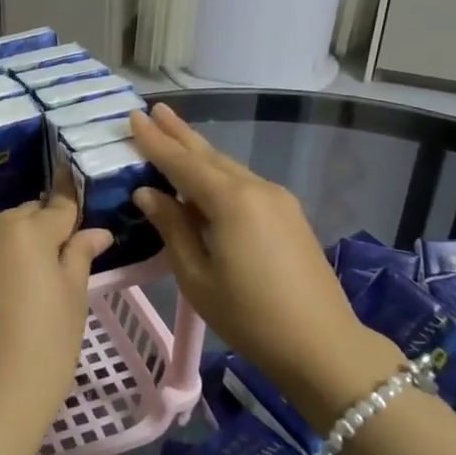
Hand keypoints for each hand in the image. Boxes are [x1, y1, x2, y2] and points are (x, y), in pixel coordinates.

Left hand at [0, 171, 112, 441]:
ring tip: (26, 285)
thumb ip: (80, 255)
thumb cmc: (45, 348)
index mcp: (26, 231)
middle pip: (24, 217)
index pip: (58, 207)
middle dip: (42, 230)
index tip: (83, 220)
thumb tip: (97, 232)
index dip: (74, 212)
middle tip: (58, 264)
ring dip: (13, 247)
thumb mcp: (73, 299)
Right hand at [129, 104, 399, 424]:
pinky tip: (205, 177)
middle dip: (179, 133)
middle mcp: (256, 188)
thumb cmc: (249, 316)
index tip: (134, 117)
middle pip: (209, 155)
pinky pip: (244, 183)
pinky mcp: (289, 214)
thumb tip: (148, 193)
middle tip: (153, 109)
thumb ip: (172, 227)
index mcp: (230, 201)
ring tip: (173, 134)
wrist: (322, 345)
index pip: (182, 162)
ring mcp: (278, 199)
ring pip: (228, 167)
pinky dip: (218, 174)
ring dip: (199, 152)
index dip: (155, 141)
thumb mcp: (196, 276)